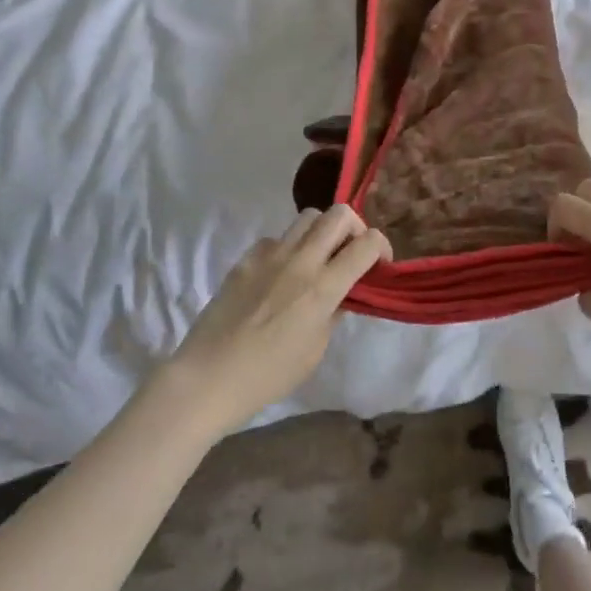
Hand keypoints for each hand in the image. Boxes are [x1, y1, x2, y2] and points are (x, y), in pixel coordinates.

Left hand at [165, 205, 390, 433]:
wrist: (209, 376)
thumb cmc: (268, 375)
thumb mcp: (315, 350)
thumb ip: (333, 313)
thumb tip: (340, 294)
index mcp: (323, 288)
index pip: (366, 243)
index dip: (381, 247)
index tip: (379, 264)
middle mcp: (300, 261)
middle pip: (339, 214)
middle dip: (355, 227)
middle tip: (350, 252)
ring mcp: (270, 255)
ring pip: (308, 217)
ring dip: (322, 232)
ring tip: (317, 259)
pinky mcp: (246, 258)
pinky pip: (276, 239)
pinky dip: (288, 249)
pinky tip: (279, 275)